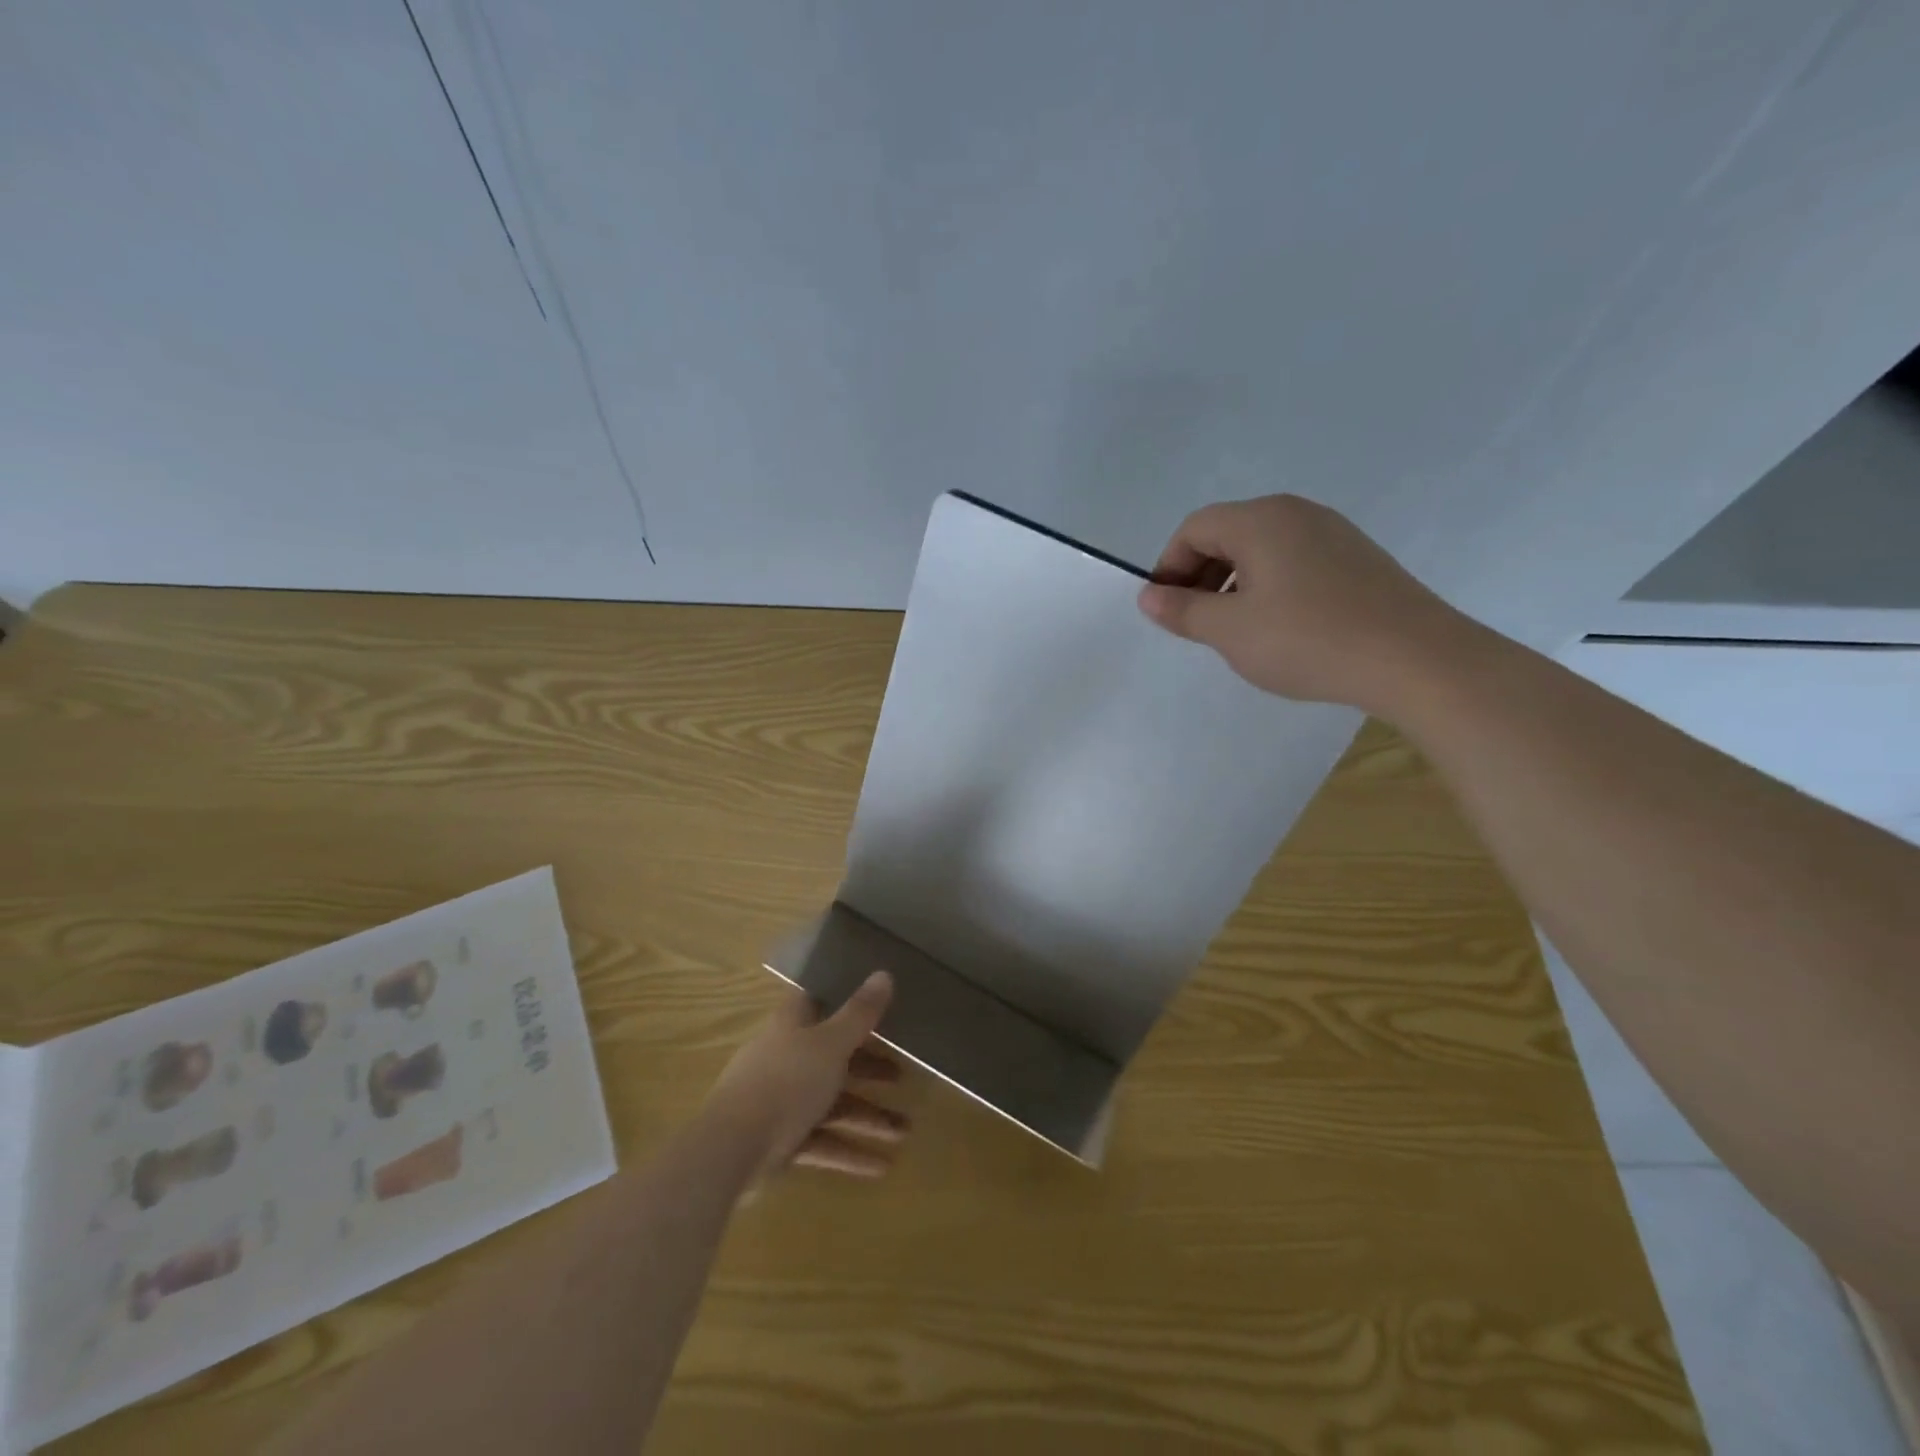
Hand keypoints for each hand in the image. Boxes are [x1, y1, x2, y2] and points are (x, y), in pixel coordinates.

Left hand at [707, 972, 907, 1180]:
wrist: (730, 1151)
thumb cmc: (785, 1082)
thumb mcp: (830, 1044)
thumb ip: (859, 1013)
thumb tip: (884, 973)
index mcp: (791, 1026)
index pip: (818, 1002)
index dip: (844, 1001)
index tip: (876, 1006)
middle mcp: (785, 1058)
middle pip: (831, 1056)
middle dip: (868, 1068)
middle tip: (902, 1077)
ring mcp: (779, 1101)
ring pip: (830, 1103)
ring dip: (867, 1116)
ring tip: (905, 1132)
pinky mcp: (778, 1141)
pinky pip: (820, 1141)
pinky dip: (848, 1151)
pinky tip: (881, 1167)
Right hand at [1135, 494, 1476, 714]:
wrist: (1414, 659)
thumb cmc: (1307, 640)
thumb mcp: (1230, 631)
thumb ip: (1182, 610)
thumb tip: (1148, 596)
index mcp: (1261, 520)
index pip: (1195, 529)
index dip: (1169, 566)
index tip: (1166, 610)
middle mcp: (1296, 513)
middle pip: (1228, 533)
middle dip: (1200, 575)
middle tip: (1195, 623)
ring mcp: (1332, 533)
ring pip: (1262, 549)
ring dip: (1233, 583)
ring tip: (1234, 630)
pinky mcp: (1357, 559)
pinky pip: (1294, 562)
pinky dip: (1269, 587)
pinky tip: (1278, 628)